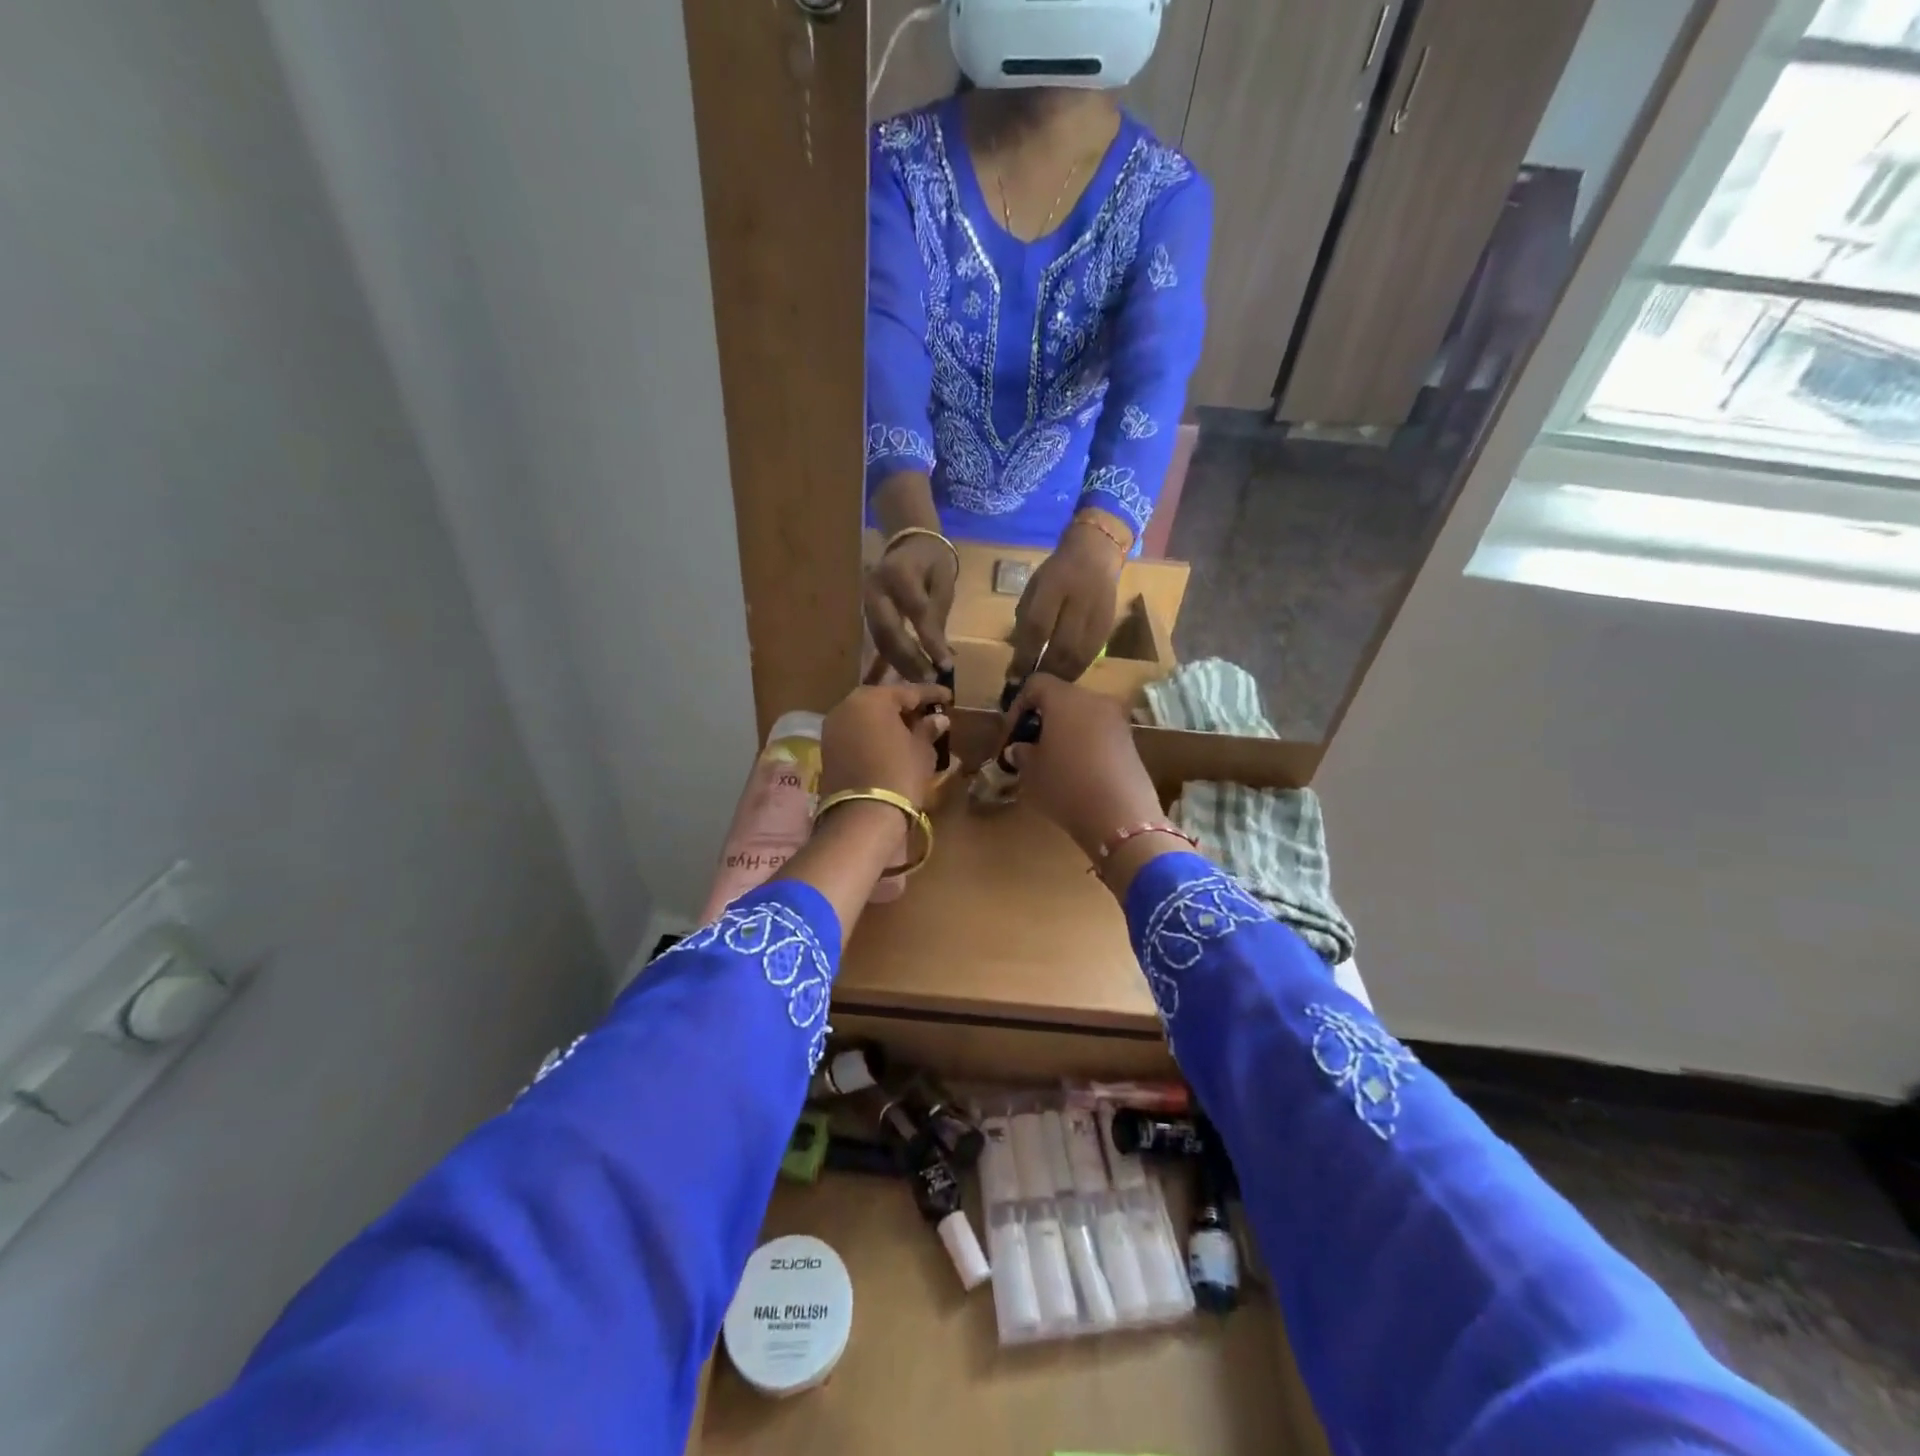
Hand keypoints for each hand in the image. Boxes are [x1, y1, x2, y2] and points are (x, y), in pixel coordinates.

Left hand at [819, 682, 951, 808]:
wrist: (862, 816)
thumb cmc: (899, 775)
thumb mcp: (921, 751)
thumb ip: (928, 730)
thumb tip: (937, 719)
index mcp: (873, 698)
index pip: (908, 691)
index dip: (931, 694)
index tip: (948, 696)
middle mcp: (847, 706)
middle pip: (882, 701)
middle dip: (905, 706)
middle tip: (927, 713)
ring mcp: (833, 728)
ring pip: (866, 717)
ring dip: (887, 721)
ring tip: (911, 730)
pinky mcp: (827, 749)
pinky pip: (856, 733)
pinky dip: (873, 735)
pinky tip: (890, 744)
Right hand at [864, 535, 957, 681]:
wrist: (908, 545)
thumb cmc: (931, 564)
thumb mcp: (943, 583)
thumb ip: (938, 616)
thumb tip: (941, 656)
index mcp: (898, 572)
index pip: (916, 612)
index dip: (930, 640)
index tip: (945, 666)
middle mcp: (875, 588)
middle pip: (890, 630)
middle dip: (910, 659)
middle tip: (929, 681)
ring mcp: (864, 602)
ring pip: (881, 640)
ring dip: (900, 664)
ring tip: (920, 683)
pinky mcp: (864, 614)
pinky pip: (877, 641)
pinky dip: (892, 660)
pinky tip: (907, 674)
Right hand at [1000, 674, 1161, 858]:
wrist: (1120, 815)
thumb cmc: (1066, 786)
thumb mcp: (1032, 772)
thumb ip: (1022, 753)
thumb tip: (1020, 748)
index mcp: (1065, 699)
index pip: (1036, 684)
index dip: (1019, 705)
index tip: (1012, 732)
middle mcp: (1094, 700)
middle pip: (1063, 698)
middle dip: (1044, 718)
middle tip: (1032, 746)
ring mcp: (1117, 720)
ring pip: (1084, 716)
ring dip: (1067, 731)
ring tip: (1054, 761)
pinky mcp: (1131, 742)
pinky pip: (1100, 733)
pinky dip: (1086, 744)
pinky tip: (1079, 772)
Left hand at [1007, 516, 1125, 681]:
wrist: (1095, 553)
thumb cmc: (1056, 573)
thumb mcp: (1035, 588)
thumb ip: (1026, 620)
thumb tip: (1019, 659)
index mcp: (1053, 584)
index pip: (1037, 626)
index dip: (1025, 655)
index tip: (1014, 676)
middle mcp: (1078, 598)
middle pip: (1061, 646)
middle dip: (1044, 671)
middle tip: (1031, 687)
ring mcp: (1097, 612)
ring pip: (1080, 655)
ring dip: (1061, 676)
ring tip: (1047, 688)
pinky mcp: (1109, 624)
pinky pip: (1092, 654)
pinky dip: (1077, 670)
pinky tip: (1066, 678)